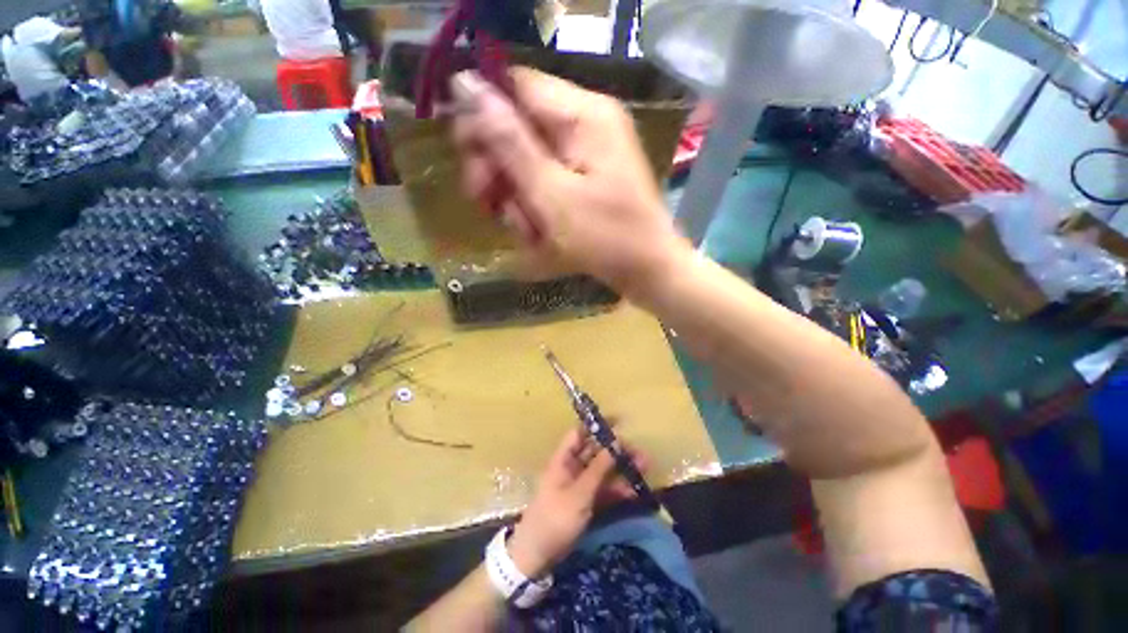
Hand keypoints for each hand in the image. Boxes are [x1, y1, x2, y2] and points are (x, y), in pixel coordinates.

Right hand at [448, 68, 691, 299]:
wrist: (649, 272)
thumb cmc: (605, 237)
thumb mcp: (551, 194)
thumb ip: (509, 143)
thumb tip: (466, 86)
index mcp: (583, 115)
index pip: (516, 86)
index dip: (484, 115)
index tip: (467, 156)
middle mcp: (586, 126)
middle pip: (521, 127)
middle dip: (499, 169)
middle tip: (486, 202)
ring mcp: (589, 156)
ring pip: (531, 163)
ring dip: (518, 199)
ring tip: (528, 232)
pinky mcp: (588, 182)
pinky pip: (549, 185)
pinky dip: (538, 211)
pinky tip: (540, 237)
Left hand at [506, 428, 644, 578]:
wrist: (538, 555)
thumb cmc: (555, 518)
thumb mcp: (579, 493)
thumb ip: (598, 469)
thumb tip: (616, 442)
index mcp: (564, 459)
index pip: (580, 433)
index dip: (597, 427)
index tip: (619, 422)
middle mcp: (572, 468)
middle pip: (596, 452)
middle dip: (616, 451)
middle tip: (639, 452)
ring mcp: (580, 485)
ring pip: (603, 471)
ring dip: (622, 469)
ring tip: (645, 467)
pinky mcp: (586, 502)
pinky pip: (604, 489)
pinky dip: (618, 489)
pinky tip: (635, 490)